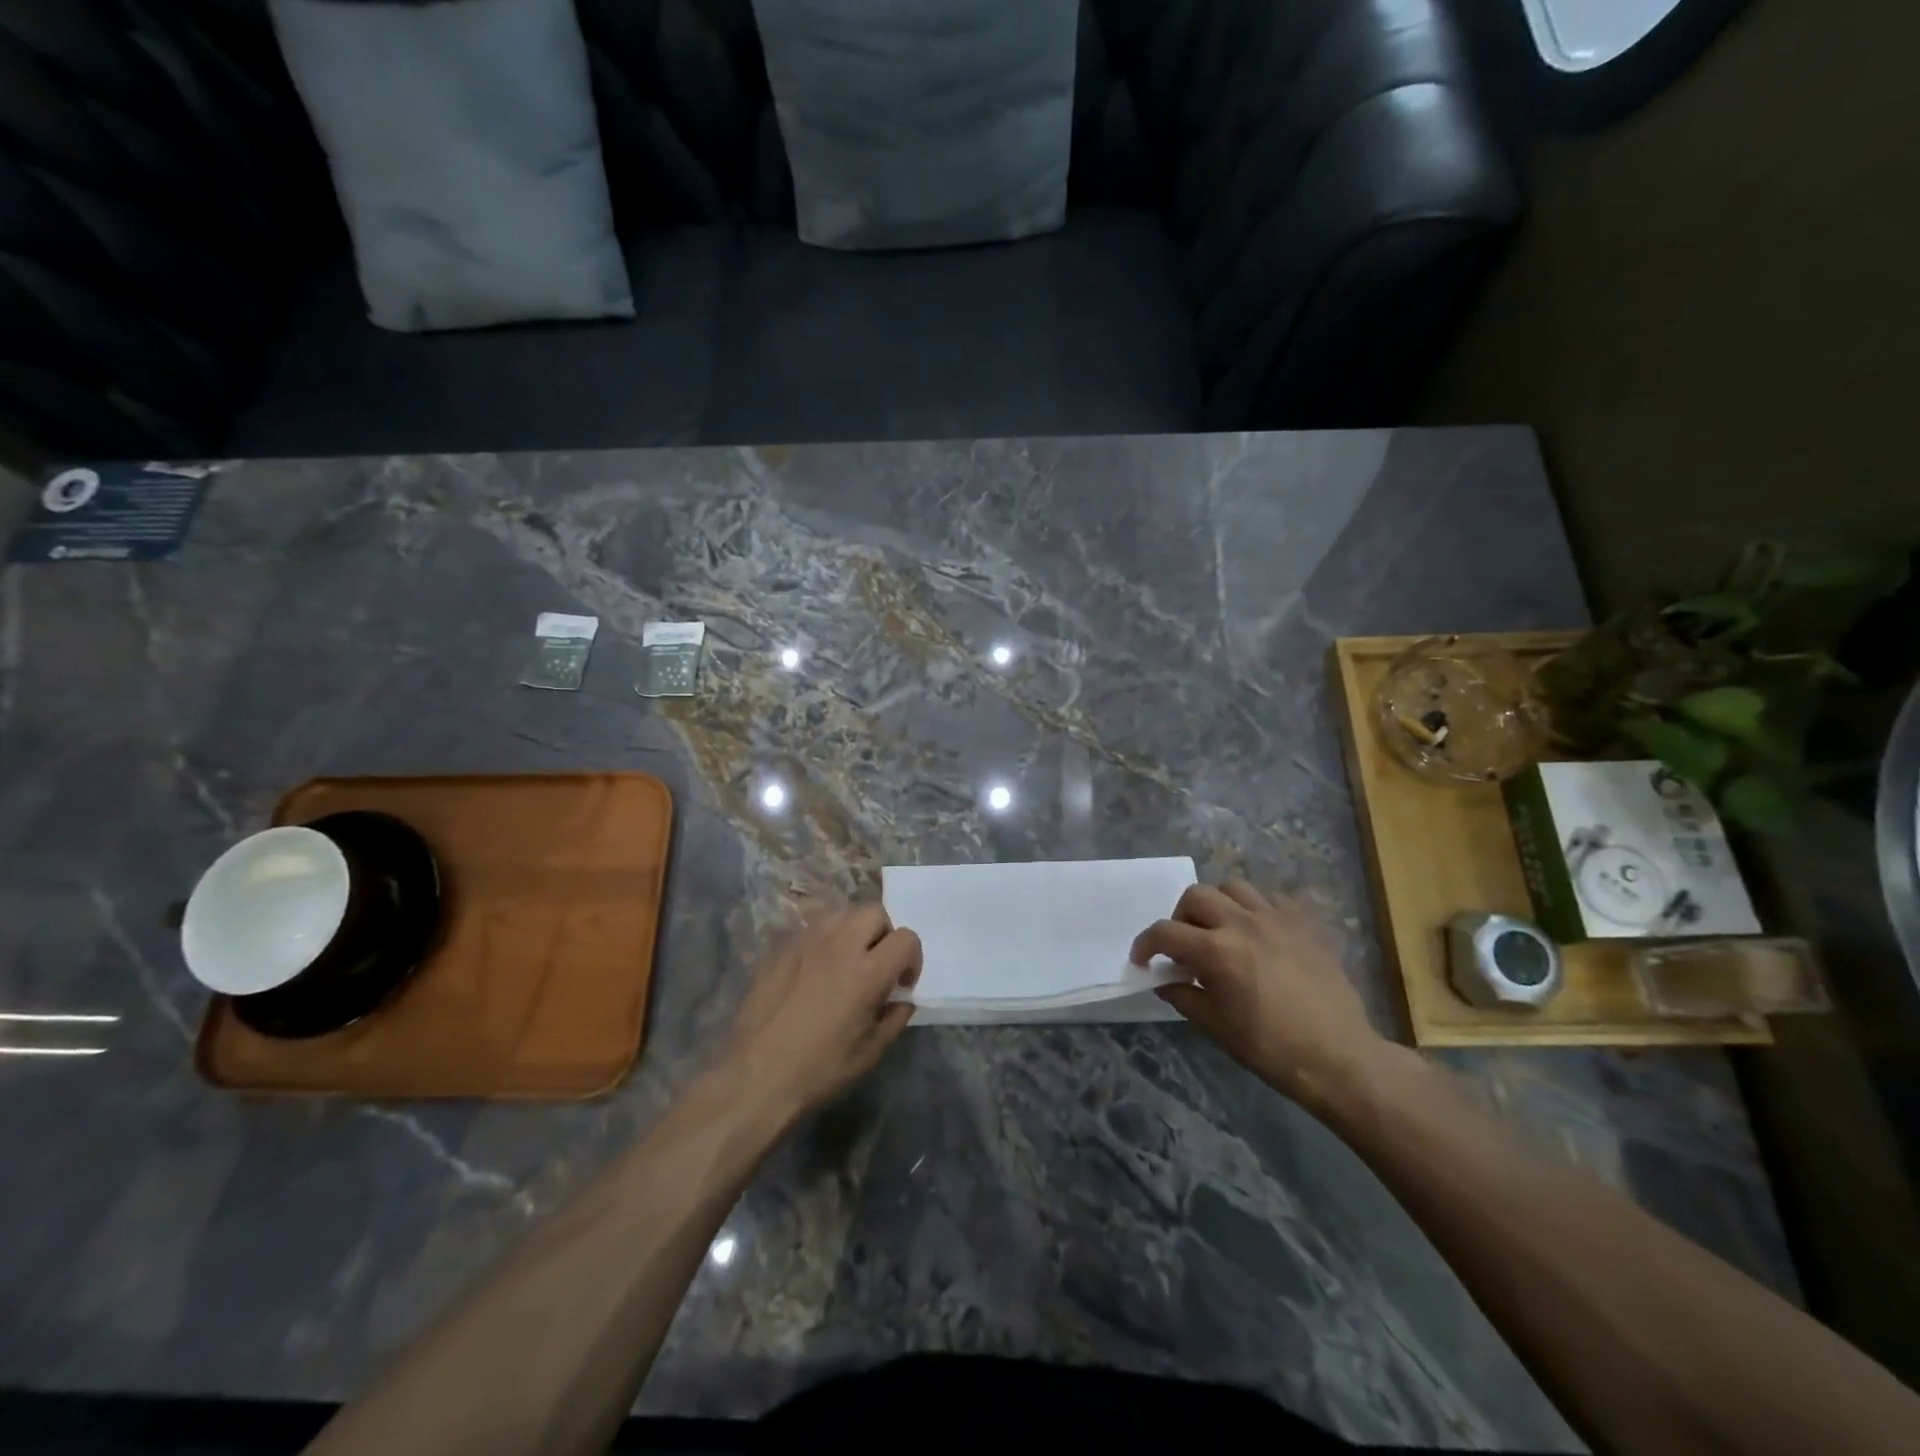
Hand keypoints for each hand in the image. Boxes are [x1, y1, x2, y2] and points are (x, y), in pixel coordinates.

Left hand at [720, 903, 920, 1119]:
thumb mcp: (870, 1053)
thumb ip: (894, 1019)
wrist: (756, 1077)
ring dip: (852, 930)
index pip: (906, 938)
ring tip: (846, 960)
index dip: (912, 958)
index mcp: (867, 972)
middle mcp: (838, 946)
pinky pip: (810, 928)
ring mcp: (806, 943)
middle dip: (884, 933)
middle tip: (876, 964)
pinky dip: (823, 940)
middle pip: (873, 912)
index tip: (902, 983)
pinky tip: (815, 969)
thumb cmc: (819, 1070)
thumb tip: (901, 1001)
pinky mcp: (780, 949)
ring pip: (840, 913)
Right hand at [1132, 881, 1388, 1112]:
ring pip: (1233, 886)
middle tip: (1185, 944)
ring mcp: (1276, 918)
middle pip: (1196, 895)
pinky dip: (1255, 908)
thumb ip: (1184, 996)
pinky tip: (1258, 931)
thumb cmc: (1271, 1048)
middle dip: (1181, 917)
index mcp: (1216, 951)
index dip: (1146, 944)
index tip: (1143, 959)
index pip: (1165, 932)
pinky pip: (1271, 898)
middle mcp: (1242, 923)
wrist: (1338, 1057)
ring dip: (1217, 903)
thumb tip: (1164, 981)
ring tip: (1220, 929)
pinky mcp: (1303, 923)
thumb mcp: (1216, 1028)